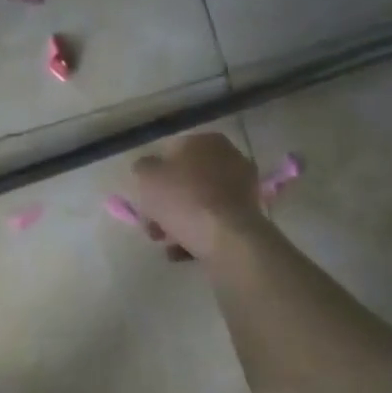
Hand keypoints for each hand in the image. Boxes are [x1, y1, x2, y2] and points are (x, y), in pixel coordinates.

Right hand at [130, 132, 269, 261]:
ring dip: (180, 222)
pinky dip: (198, 233)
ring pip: (199, 203)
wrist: (227, 237)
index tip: (143, 202)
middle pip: (186, 181)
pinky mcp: (249, 214)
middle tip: (154, 228)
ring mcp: (243, 186)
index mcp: (206, 141)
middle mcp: (229, 157)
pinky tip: (184, 252)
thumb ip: (143, 168)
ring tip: (168, 245)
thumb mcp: (146, 177)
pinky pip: (214, 220)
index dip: (152, 179)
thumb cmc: (184, 199)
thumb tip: (149, 169)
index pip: (170, 154)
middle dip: (166, 205)